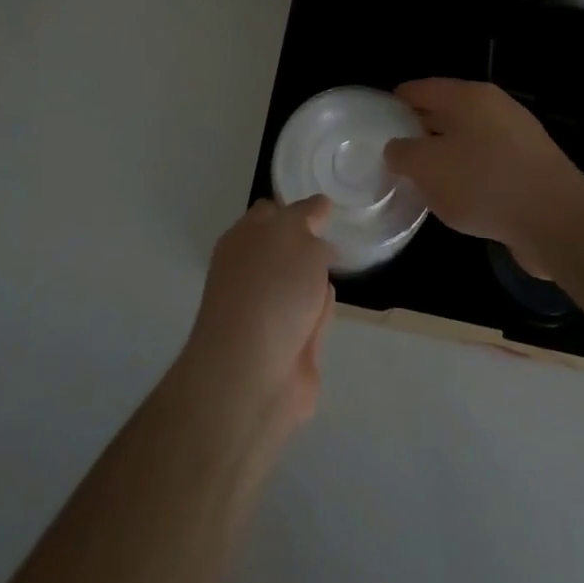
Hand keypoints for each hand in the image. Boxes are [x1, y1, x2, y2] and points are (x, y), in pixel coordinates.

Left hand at [181, 196, 335, 429]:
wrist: (253, 375)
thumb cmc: (270, 290)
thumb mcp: (293, 233)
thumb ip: (307, 215)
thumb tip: (317, 206)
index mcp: (243, 240)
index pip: (270, 212)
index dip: (297, 208)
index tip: (327, 208)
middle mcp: (251, 273)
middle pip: (286, 250)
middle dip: (311, 246)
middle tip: (340, 237)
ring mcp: (267, 312)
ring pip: (299, 285)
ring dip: (316, 280)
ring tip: (338, 270)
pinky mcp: (287, 347)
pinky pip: (310, 319)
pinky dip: (319, 315)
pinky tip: (326, 311)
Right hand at [384, 79, 583, 273]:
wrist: (558, 222)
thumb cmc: (484, 184)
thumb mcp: (427, 168)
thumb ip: (403, 153)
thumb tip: (397, 148)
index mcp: (468, 96)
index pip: (421, 89)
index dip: (396, 102)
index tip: (377, 121)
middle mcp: (495, 107)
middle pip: (446, 112)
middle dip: (420, 129)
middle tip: (394, 152)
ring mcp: (518, 136)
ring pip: (468, 138)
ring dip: (446, 154)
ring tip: (422, 178)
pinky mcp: (532, 165)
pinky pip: (488, 162)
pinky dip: (470, 173)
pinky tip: (459, 197)